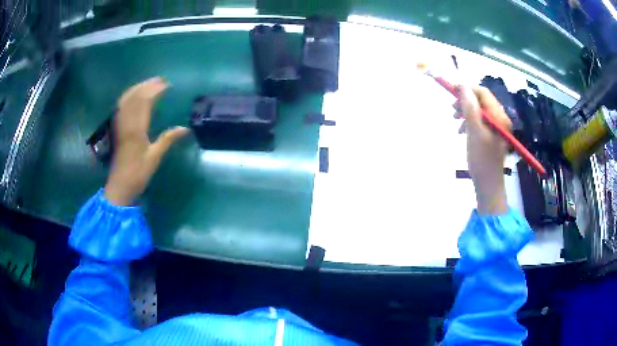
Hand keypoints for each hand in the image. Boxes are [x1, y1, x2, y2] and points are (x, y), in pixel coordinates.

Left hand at [104, 77, 189, 205]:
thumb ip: (168, 140)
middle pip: (134, 97)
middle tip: (160, 80)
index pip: (144, 102)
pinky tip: (133, 96)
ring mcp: (120, 126)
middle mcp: (127, 123)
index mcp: (136, 129)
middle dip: (147, 85)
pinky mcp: (117, 130)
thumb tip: (185, 128)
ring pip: (126, 100)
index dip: (155, 90)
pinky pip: (121, 108)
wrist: (119, 187)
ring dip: (137, 89)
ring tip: (148, 84)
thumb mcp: (154, 158)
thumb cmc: (137, 174)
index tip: (167, 85)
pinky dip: (128, 97)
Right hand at [455, 86, 510, 214]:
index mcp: (499, 117)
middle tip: (452, 109)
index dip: (467, 89)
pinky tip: (462, 130)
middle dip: (465, 101)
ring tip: (454, 120)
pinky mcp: (492, 135)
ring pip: (479, 111)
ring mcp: (497, 127)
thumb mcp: (474, 132)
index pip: (483, 93)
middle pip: (481, 101)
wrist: (488, 185)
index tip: (451, 90)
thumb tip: (462, 87)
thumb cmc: (481, 160)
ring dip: (466, 112)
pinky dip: (470, 122)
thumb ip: (469, 107)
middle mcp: (500, 119)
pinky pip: (480, 121)